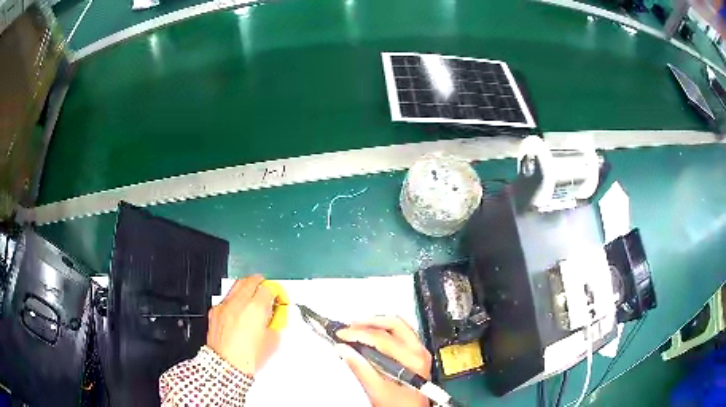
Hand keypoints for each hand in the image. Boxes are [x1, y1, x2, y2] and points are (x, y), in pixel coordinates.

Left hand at [206, 275, 279, 374]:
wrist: (226, 365)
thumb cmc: (248, 358)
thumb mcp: (272, 341)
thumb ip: (275, 322)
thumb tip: (274, 315)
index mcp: (256, 308)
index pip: (268, 288)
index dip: (275, 291)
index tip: (277, 297)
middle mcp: (238, 302)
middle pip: (251, 280)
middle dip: (261, 283)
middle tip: (266, 289)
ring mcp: (225, 305)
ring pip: (237, 285)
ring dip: (247, 288)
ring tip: (253, 297)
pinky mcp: (215, 311)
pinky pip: (227, 298)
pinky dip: (235, 299)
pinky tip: (239, 310)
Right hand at [336, 316, 431, 406]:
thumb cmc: (399, 405)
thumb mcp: (377, 390)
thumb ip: (360, 369)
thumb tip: (344, 349)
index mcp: (412, 359)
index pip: (382, 338)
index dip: (359, 334)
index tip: (341, 334)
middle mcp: (419, 352)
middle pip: (395, 324)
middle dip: (369, 322)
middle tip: (350, 326)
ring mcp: (419, 352)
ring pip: (398, 326)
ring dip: (376, 324)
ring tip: (357, 328)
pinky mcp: (415, 355)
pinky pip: (400, 333)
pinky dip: (383, 331)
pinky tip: (371, 336)